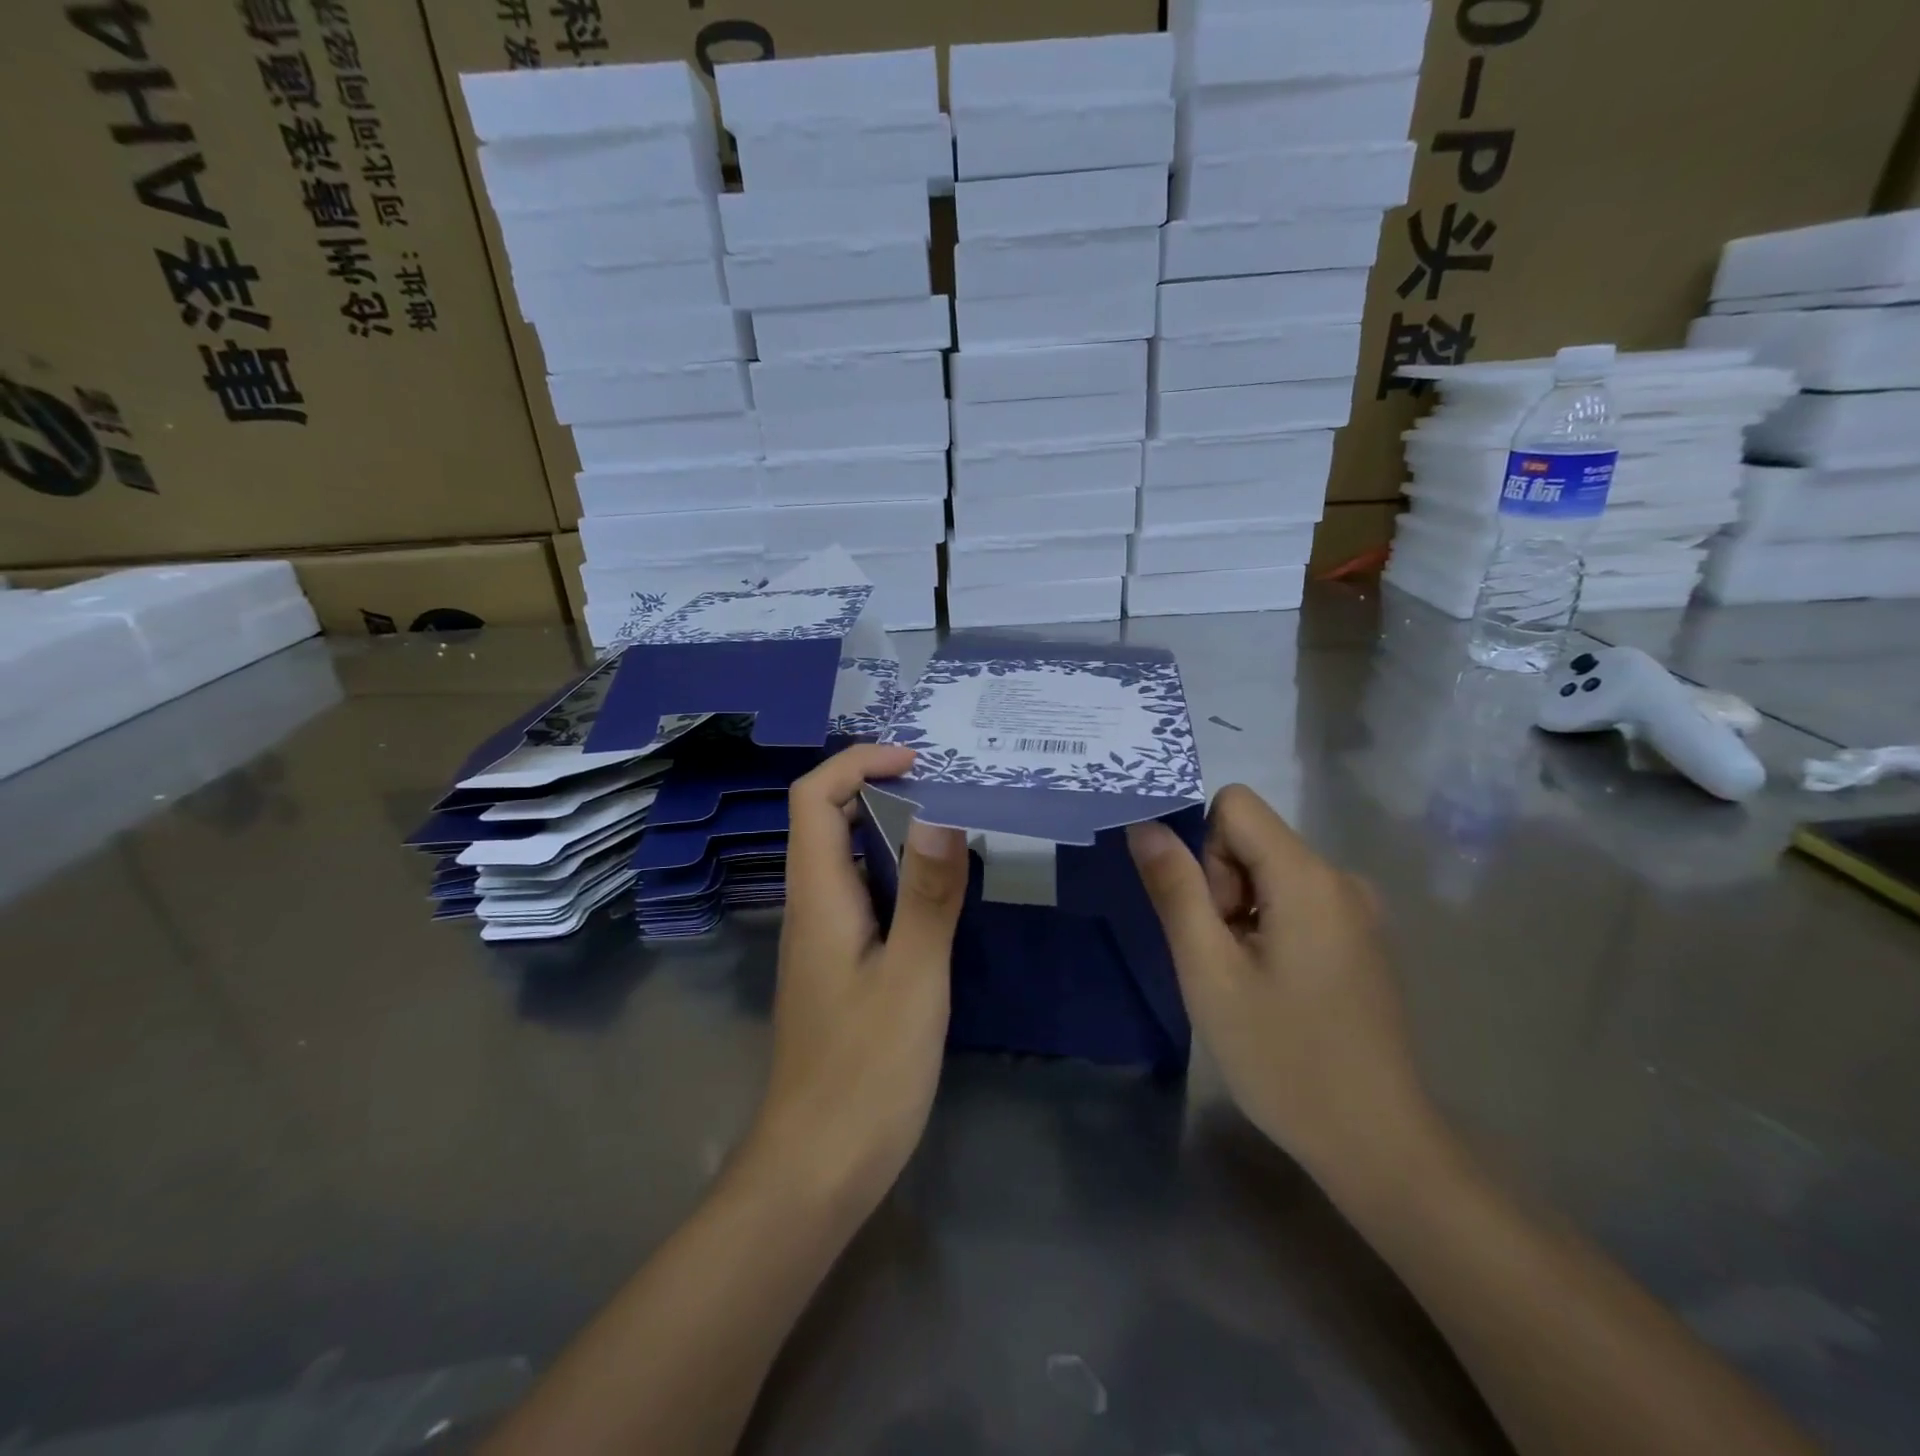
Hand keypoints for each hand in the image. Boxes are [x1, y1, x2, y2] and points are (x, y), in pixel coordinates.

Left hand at [744, 744, 968, 1226]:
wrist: (817, 1167)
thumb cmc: (866, 1073)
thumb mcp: (914, 979)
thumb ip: (930, 895)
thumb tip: (942, 813)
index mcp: (819, 898)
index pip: (813, 798)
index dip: (857, 764)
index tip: (917, 762)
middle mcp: (811, 907)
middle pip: (826, 820)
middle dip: (879, 787)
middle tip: (946, 787)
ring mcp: (822, 938)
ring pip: (846, 858)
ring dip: (891, 829)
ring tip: (952, 825)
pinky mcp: (839, 966)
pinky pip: (862, 895)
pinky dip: (896, 872)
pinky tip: (938, 891)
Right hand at [1126, 786, 1436, 1191]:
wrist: (1377, 1143)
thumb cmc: (1283, 1057)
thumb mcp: (1209, 972)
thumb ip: (1174, 889)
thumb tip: (1145, 825)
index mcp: (1308, 877)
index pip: (1234, 805)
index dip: (1204, 851)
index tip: (1211, 918)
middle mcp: (1341, 878)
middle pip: (1252, 839)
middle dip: (1221, 885)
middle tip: (1224, 960)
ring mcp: (1358, 910)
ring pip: (1270, 871)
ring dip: (1241, 911)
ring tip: (1247, 980)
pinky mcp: (1362, 938)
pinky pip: (1295, 900)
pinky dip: (1268, 927)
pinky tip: (1274, 987)